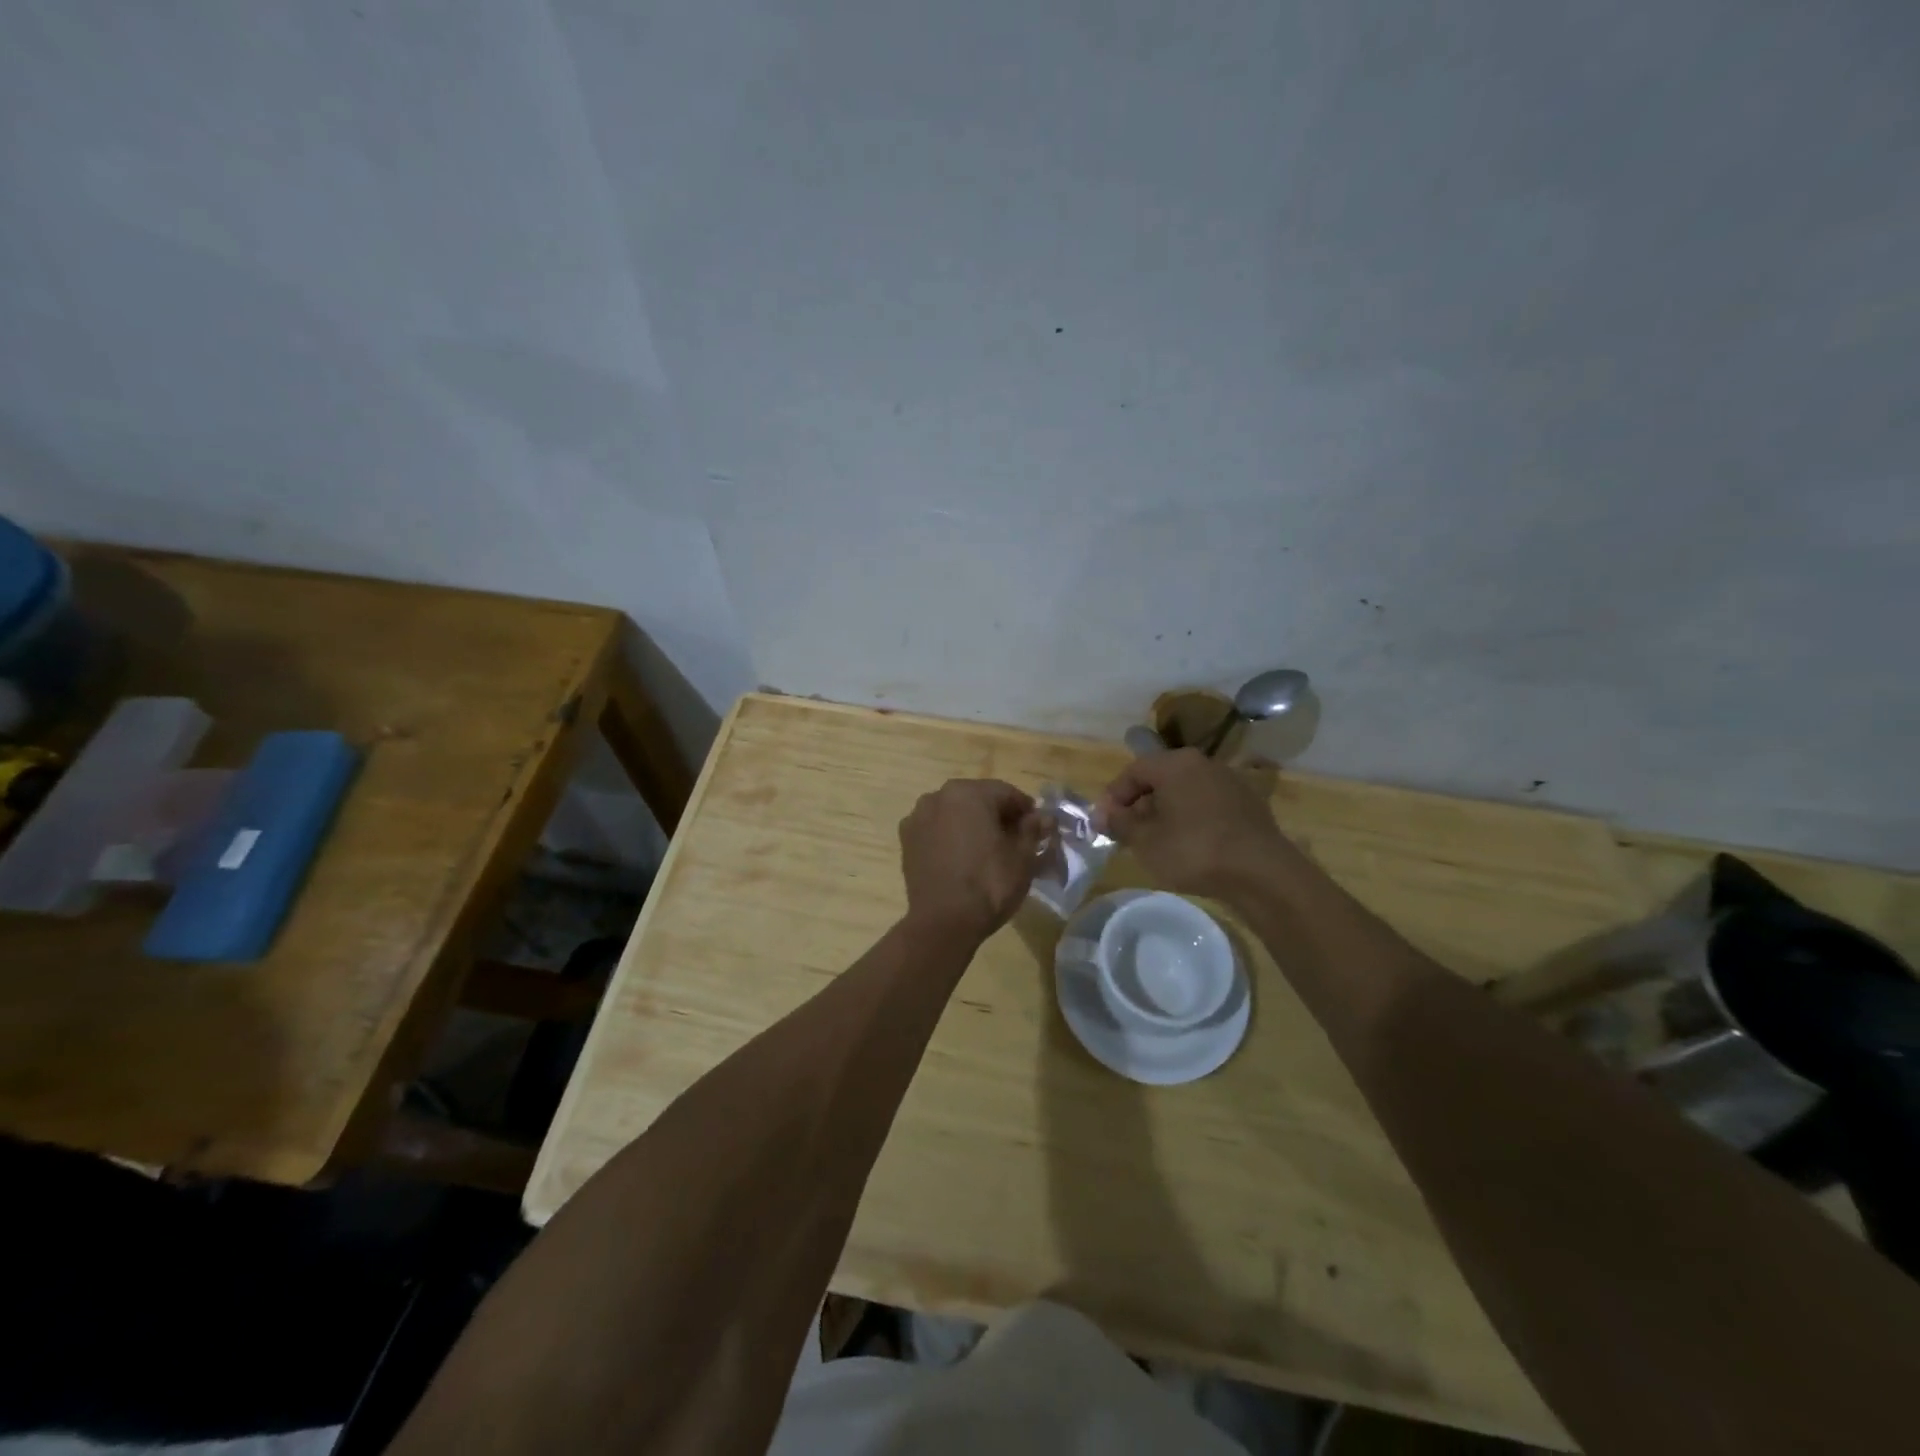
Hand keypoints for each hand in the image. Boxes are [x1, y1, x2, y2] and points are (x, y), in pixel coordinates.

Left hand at [899, 779, 1044, 939]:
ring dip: (972, 824)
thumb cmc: (989, 884)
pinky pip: (936, 830)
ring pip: (954, 813)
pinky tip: (962, 859)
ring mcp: (917, 817)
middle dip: (998, 815)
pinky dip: (950, 837)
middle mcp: (938, 796)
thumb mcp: (1022, 857)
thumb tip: (1043, 816)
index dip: (1026, 810)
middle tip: (1015, 840)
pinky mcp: (906, 840)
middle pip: (978, 799)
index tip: (1038, 829)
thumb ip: (1033, 829)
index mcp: (968, 793)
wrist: (943, 922)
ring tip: (987, 851)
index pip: (1006, 793)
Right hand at [1096, 749, 1298, 901]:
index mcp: (1175, 763)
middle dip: (1140, 804)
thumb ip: (1119, 823)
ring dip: (1166, 812)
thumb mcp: (1145, 841)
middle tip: (1128, 832)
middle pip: (1160, 778)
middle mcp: (1203, 763)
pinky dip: (1192, 819)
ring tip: (1156, 842)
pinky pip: (1207, 805)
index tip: (1104, 822)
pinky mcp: (1248, 804)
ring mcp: (1230, 782)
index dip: (1114, 796)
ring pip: (1185, 791)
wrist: (1262, 874)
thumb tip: (1101, 813)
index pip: (1133, 771)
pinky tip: (1189, 845)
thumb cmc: (1193, 851)